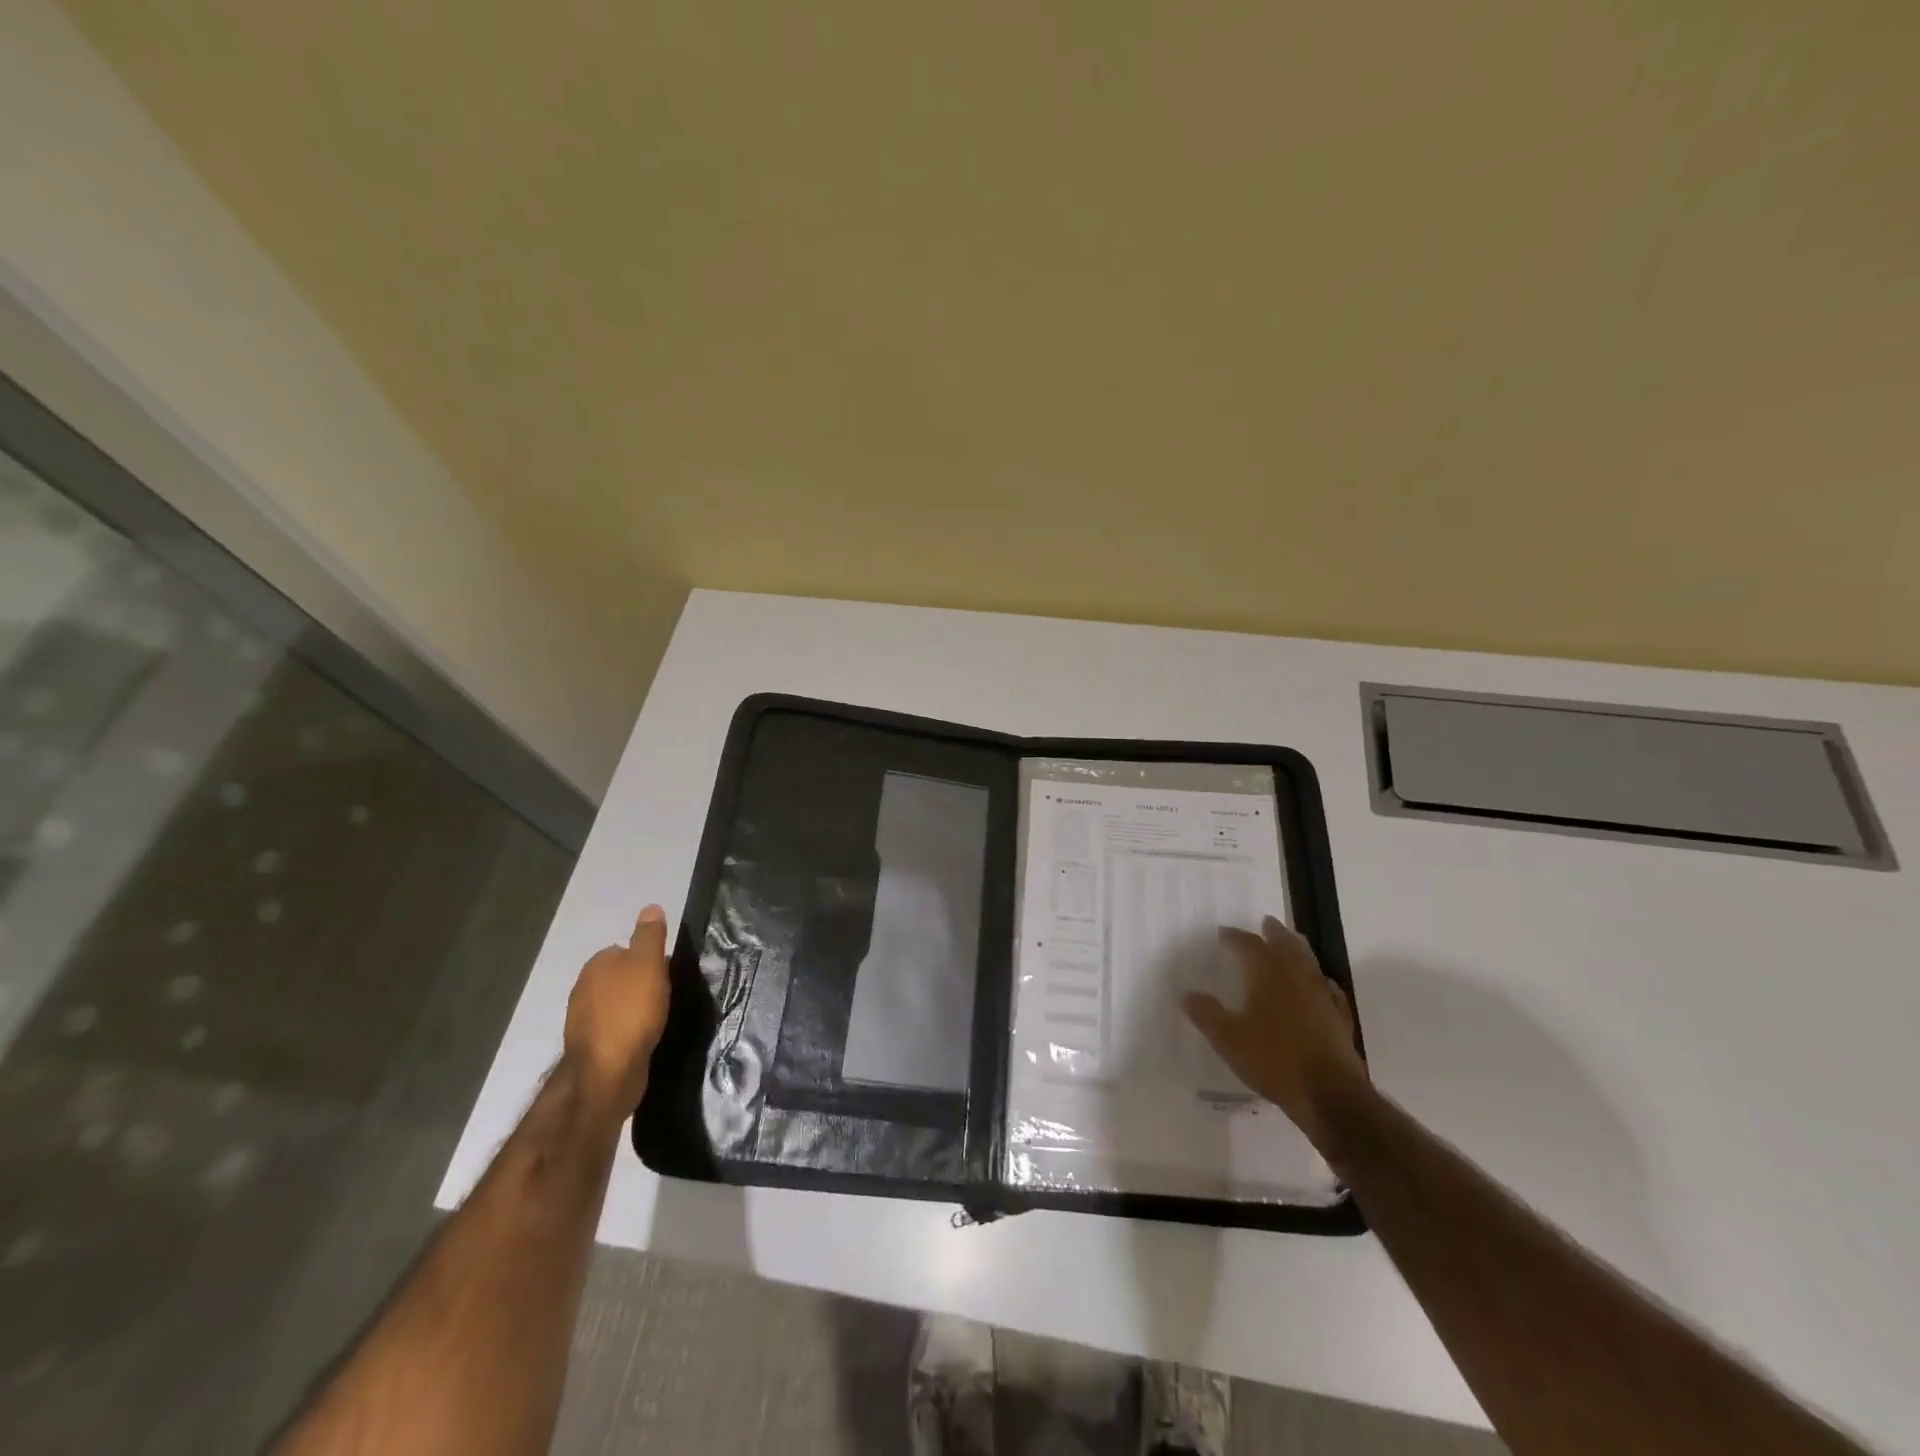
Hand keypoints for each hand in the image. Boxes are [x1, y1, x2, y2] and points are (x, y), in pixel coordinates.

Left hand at [564, 903, 671, 1125]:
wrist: (607, 1072)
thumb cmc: (631, 1011)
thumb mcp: (649, 964)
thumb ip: (650, 936)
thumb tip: (651, 907)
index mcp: (597, 964)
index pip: (626, 950)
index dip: (650, 960)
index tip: (668, 974)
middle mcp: (584, 987)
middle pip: (621, 977)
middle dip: (641, 984)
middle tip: (666, 995)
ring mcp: (583, 1019)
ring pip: (617, 1003)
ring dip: (634, 1008)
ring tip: (658, 1018)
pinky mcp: (590, 1046)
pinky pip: (614, 1028)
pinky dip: (628, 1030)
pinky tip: (643, 1038)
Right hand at [1184, 917, 1368, 1147]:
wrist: (1329, 1095)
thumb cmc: (1273, 1060)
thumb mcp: (1228, 1039)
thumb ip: (1206, 1015)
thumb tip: (1186, 994)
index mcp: (1268, 975)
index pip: (1249, 945)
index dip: (1235, 937)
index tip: (1223, 933)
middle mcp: (1297, 977)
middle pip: (1286, 945)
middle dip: (1274, 933)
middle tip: (1266, 922)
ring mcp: (1322, 997)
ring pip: (1310, 962)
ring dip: (1298, 949)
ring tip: (1291, 942)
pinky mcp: (1339, 1018)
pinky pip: (1329, 989)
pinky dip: (1320, 979)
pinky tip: (1321, 984)